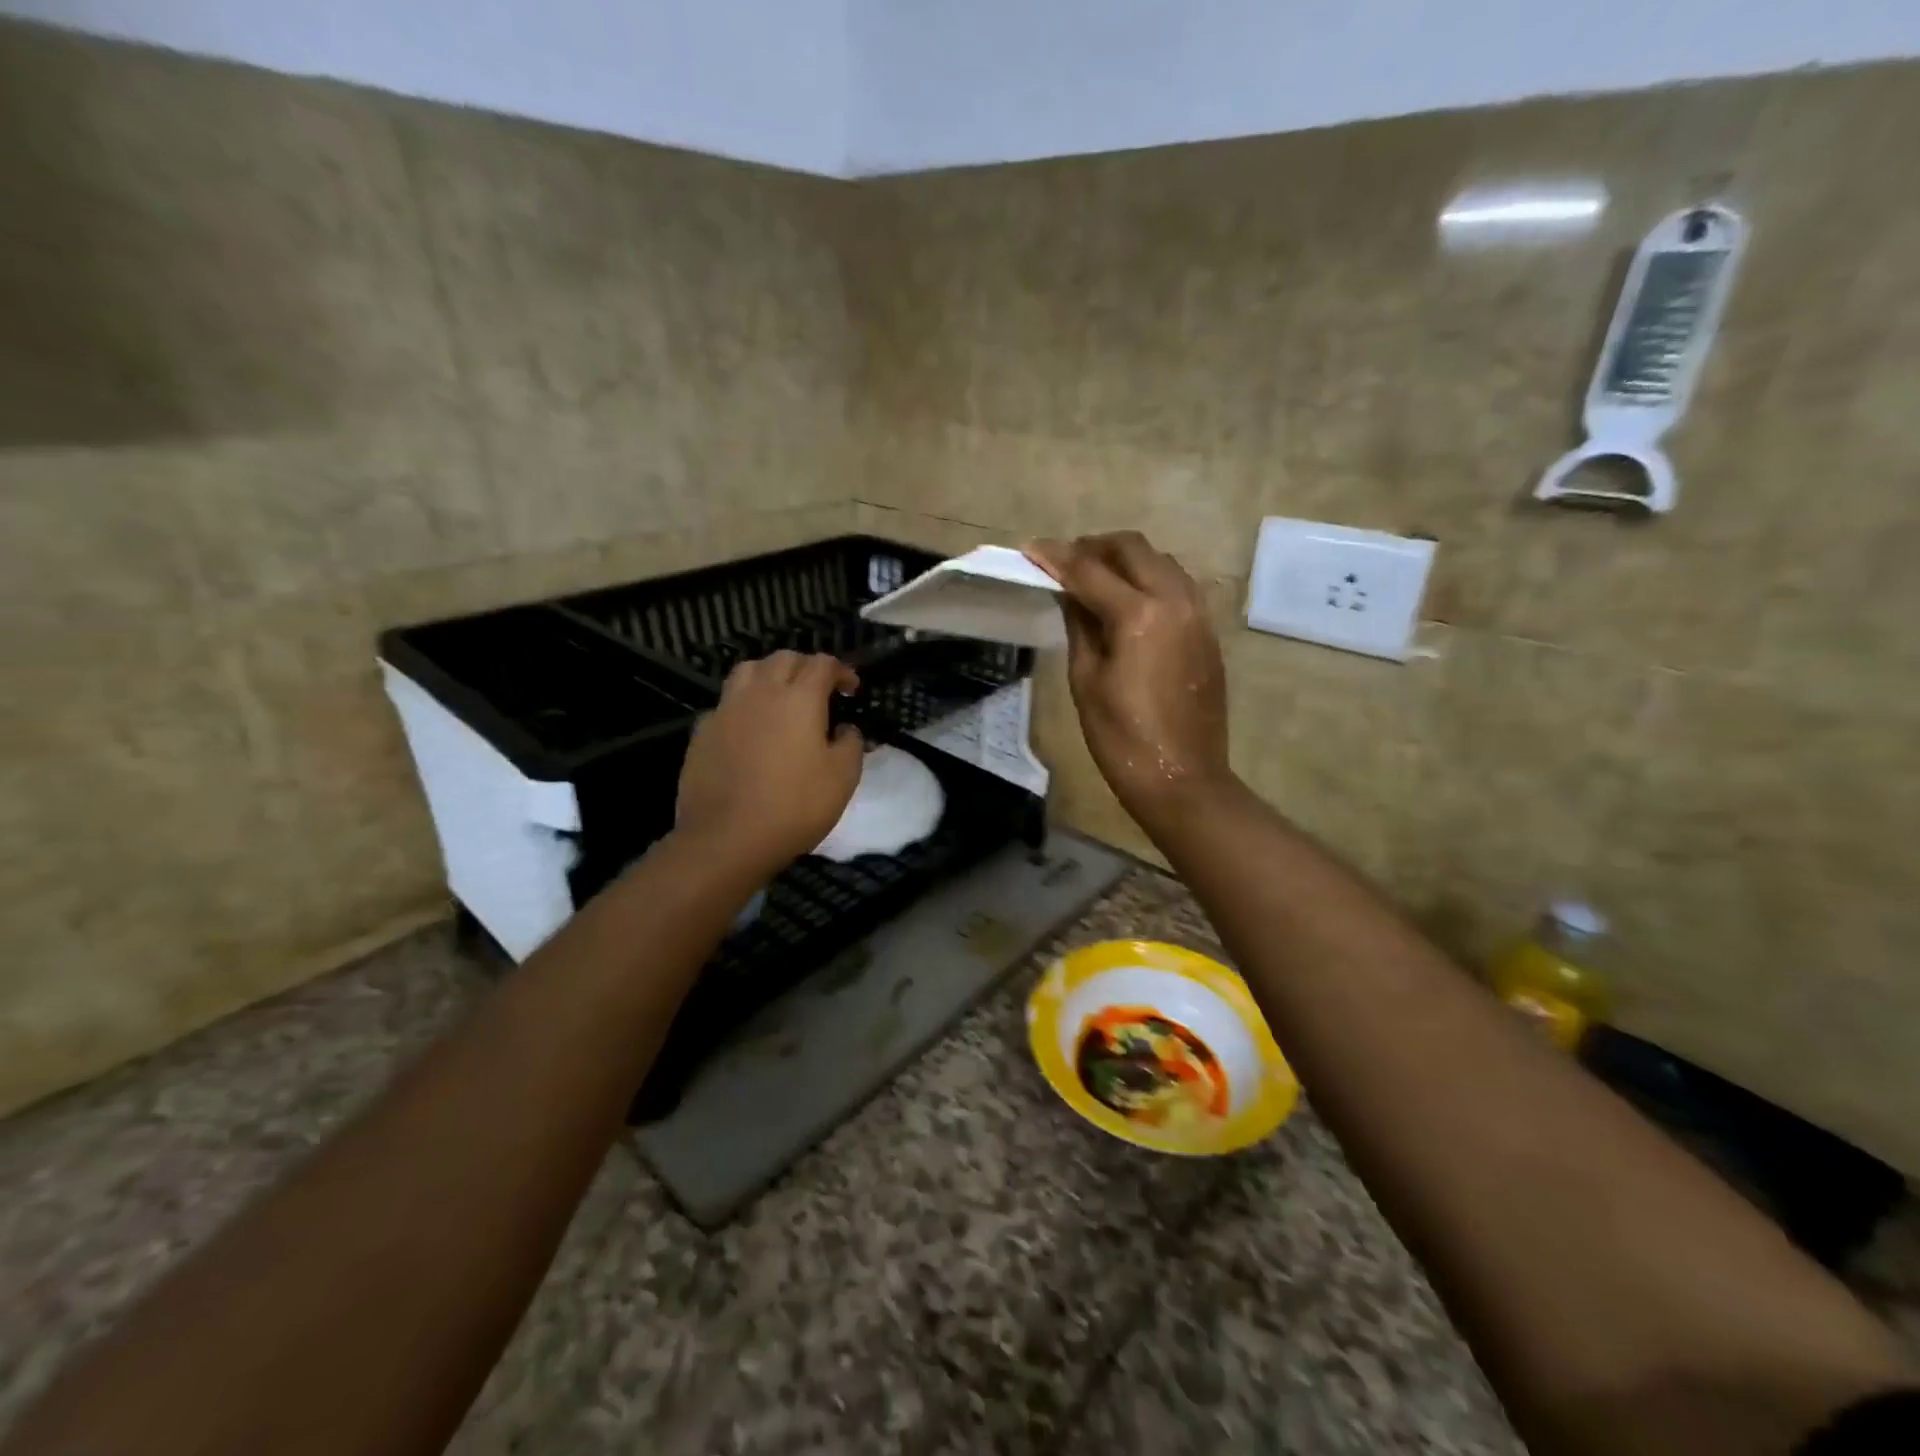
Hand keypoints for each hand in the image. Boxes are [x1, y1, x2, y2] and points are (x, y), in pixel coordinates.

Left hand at [675, 652, 864, 874]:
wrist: (726, 839)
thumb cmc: (794, 806)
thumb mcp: (842, 778)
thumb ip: (850, 744)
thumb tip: (845, 728)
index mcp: (799, 698)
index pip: (822, 664)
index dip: (841, 671)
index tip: (851, 688)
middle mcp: (760, 693)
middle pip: (783, 659)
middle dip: (806, 666)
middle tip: (819, 689)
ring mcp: (726, 710)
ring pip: (747, 671)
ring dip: (769, 674)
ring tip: (780, 696)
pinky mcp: (702, 732)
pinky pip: (725, 703)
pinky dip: (742, 705)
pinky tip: (749, 728)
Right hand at [1025, 532, 1237, 831]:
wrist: (1182, 779)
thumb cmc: (1122, 738)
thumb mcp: (1086, 681)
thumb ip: (1079, 626)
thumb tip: (1070, 594)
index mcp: (1139, 615)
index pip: (1089, 570)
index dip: (1056, 557)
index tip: (1030, 548)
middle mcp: (1175, 600)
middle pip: (1133, 548)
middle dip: (1094, 546)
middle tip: (1065, 561)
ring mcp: (1198, 614)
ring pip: (1161, 561)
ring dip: (1126, 559)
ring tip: (1095, 577)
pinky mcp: (1208, 632)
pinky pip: (1178, 585)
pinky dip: (1150, 579)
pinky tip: (1129, 600)